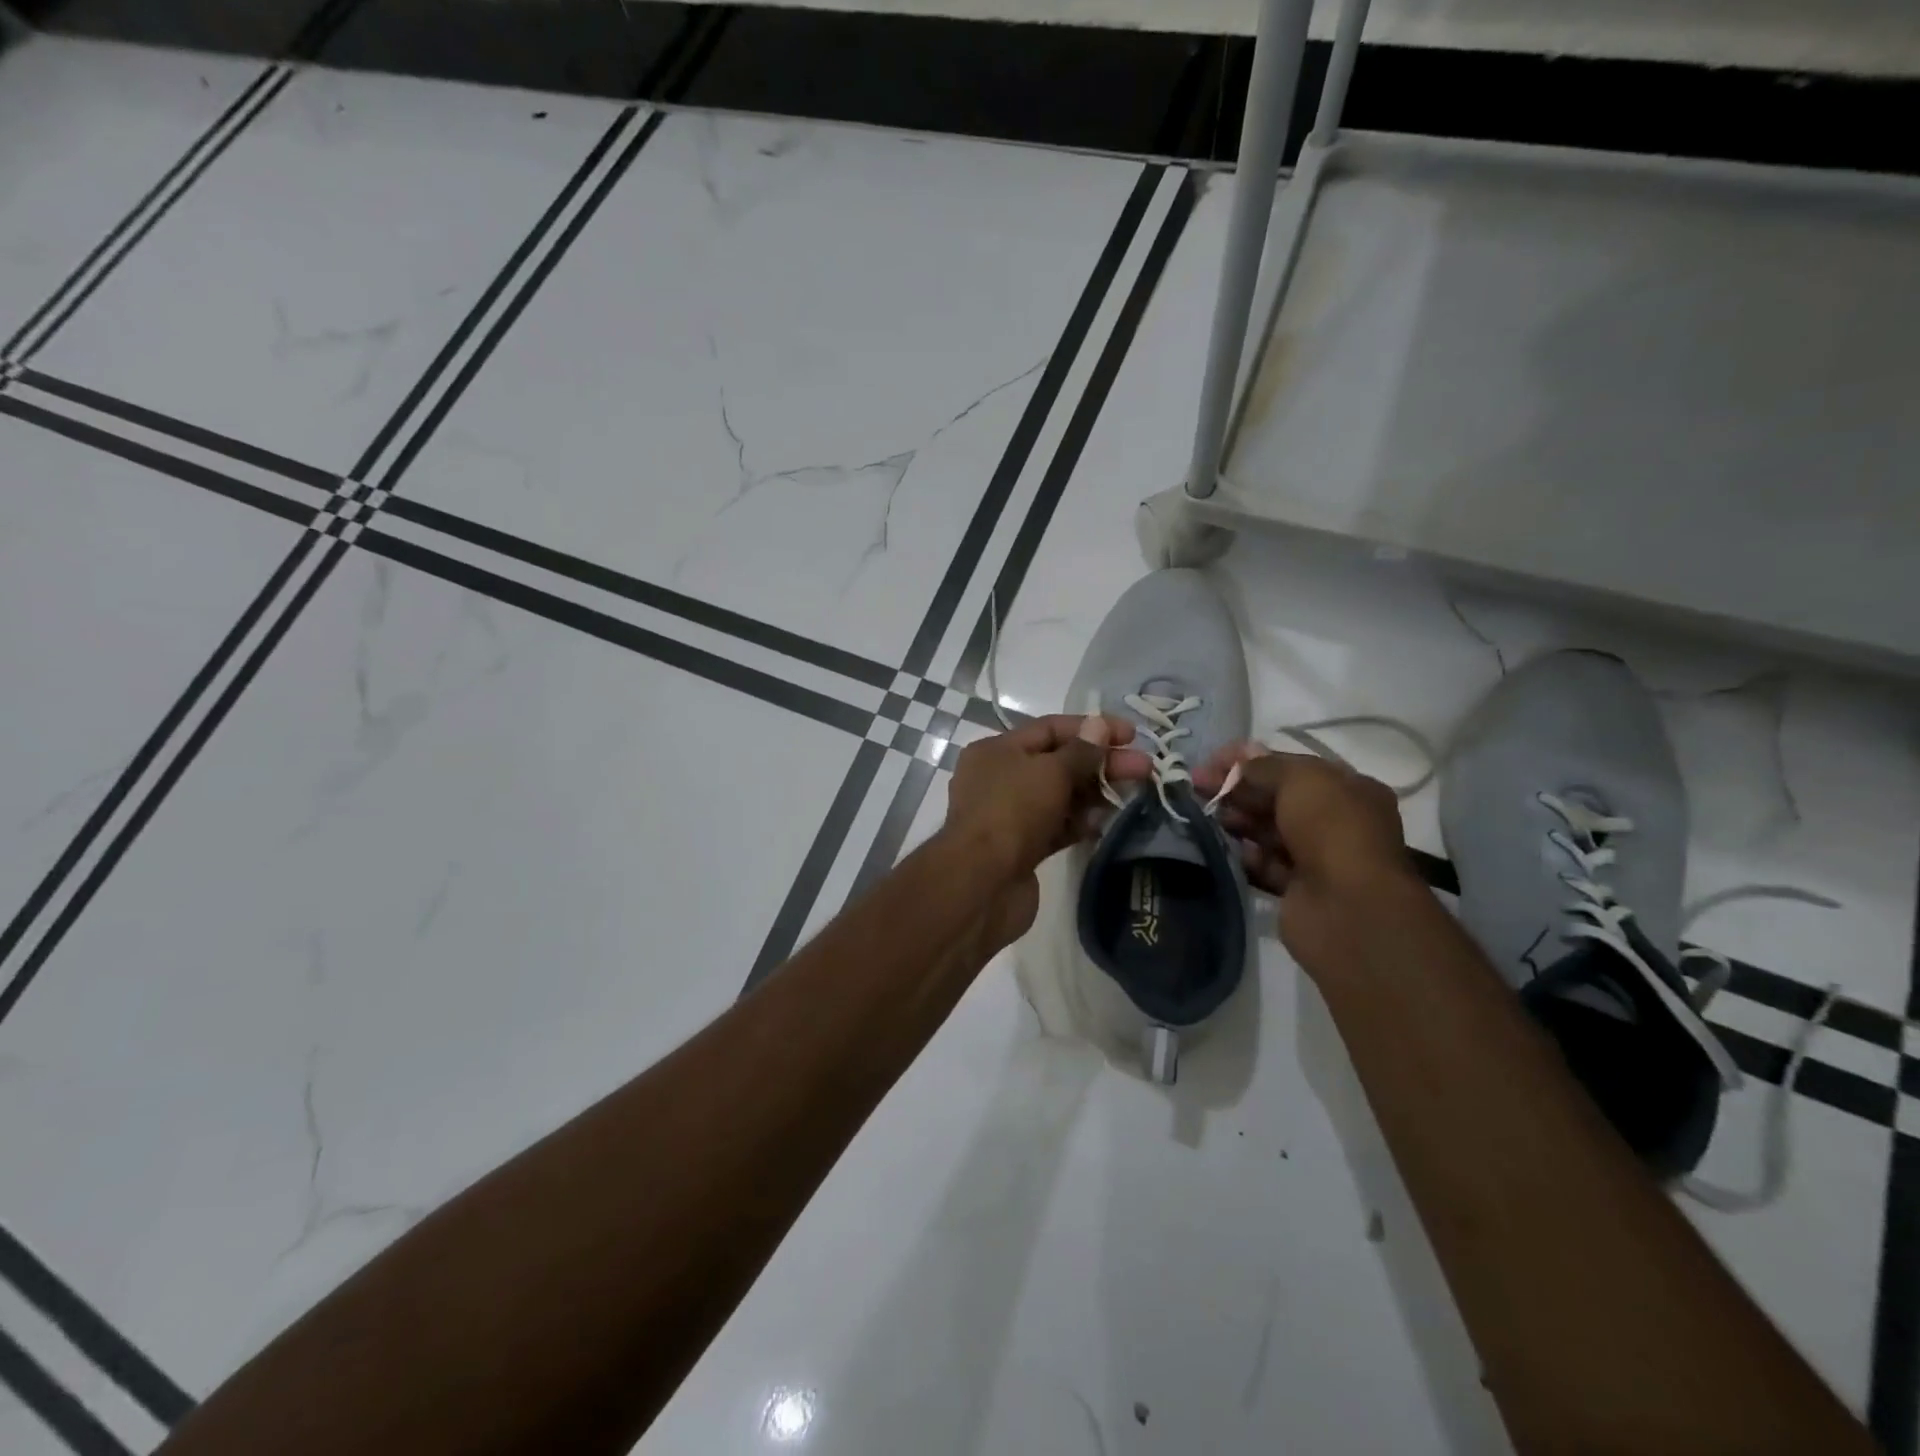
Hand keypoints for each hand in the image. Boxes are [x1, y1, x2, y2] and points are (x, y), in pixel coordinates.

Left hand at [945, 714, 1149, 880]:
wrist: (982, 884)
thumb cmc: (1012, 812)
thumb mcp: (1050, 772)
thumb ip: (1080, 751)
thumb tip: (1099, 726)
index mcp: (996, 751)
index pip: (1049, 729)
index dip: (1092, 728)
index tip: (1131, 734)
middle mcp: (999, 779)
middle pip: (1058, 763)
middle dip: (1101, 763)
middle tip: (1145, 768)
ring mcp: (1009, 816)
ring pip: (1059, 796)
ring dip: (1094, 793)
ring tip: (1134, 793)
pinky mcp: (1021, 849)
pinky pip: (1056, 827)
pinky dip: (1079, 822)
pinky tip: (1106, 822)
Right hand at [1193, 744, 1410, 899]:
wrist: (1348, 908)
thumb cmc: (1331, 829)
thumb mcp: (1300, 780)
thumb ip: (1265, 766)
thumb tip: (1241, 755)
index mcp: (1348, 789)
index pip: (1291, 766)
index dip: (1250, 760)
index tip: (1211, 760)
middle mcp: (1336, 821)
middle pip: (1277, 798)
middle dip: (1238, 789)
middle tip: (1197, 786)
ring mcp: (1319, 858)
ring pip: (1269, 831)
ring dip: (1238, 821)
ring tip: (1208, 815)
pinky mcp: (1299, 889)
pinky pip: (1266, 866)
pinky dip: (1246, 857)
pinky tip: (1226, 849)